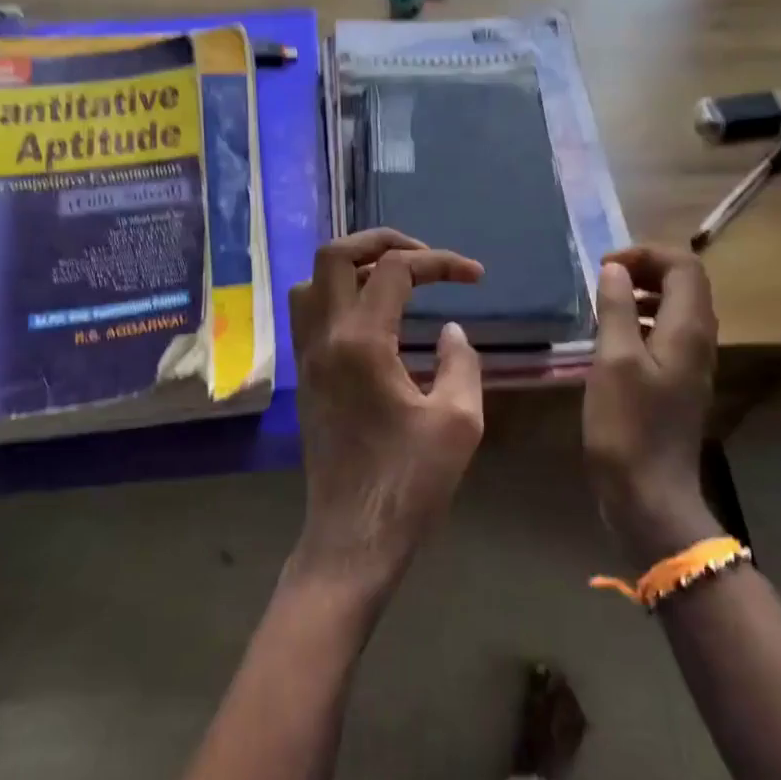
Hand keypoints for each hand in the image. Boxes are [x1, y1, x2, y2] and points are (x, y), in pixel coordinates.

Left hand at [287, 229, 485, 600]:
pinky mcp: (305, 379)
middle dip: (380, 241)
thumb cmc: (410, 484)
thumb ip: (461, 363)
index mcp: (361, 342)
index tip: (475, 277)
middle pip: (334, 255)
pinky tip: (374, 321)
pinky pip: (309, 314)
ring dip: (351, 268)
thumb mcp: (459, 421)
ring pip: (311, 282)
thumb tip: (451, 331)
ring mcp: (307, 358)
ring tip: (393, 281)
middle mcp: (324, 338)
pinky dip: (337, 297)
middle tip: (422, 256)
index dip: (439, 262)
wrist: (353, 538)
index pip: (395, 270)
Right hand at [583, 245, 723, 563]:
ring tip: (601, 303)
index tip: (604, 266)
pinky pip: (665, 334)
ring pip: (674, 308)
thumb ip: (615, 309)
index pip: (684, 265)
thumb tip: (615, 269)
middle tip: (602, 278)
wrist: (648, 493)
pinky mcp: (676, 382)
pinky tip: (609, 338)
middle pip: (684, 283)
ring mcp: (690, 363)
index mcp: (688, 329)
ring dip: (641, 294)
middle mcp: (698, 340)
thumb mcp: (613, 361)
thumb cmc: (627, 425)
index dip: (646, 254)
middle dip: (644, 269)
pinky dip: (639, 321)